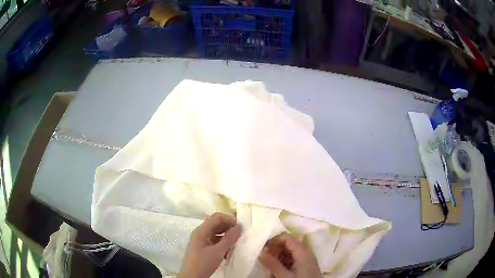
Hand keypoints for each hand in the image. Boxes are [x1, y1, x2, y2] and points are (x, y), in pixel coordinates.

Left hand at [178, 213, 241, 277]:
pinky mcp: (203, 248)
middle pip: (216, 224)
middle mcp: (200, 233)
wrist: (192, 277)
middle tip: (241, 235)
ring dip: (227, 236)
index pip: (216, 217)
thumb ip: (229, 239)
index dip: (229, 219)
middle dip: (229, 227)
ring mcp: (201, 241)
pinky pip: (215, 241)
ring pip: (217, 233)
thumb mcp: (218, 252)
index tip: (240, 227)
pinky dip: (223, 243)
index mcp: (201, 231)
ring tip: (237, 243)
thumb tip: (239, 227)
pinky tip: (230, 251)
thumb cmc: (203, 263)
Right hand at [259, 233, 320, 277]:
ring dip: (279, 258)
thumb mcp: (284, 276)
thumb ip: (273, 264)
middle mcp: (306, 252)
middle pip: (288, 244)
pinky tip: (278, 271)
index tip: (263, 249)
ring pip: (290, 252)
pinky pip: (293, 259)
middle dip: (275, 250)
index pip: (287, 237)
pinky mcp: (306, 266)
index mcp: (303, 251)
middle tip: (265, 259)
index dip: (274, 241)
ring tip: (270, 267)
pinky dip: (284, 263)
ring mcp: (307, 259)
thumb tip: (261, 252)